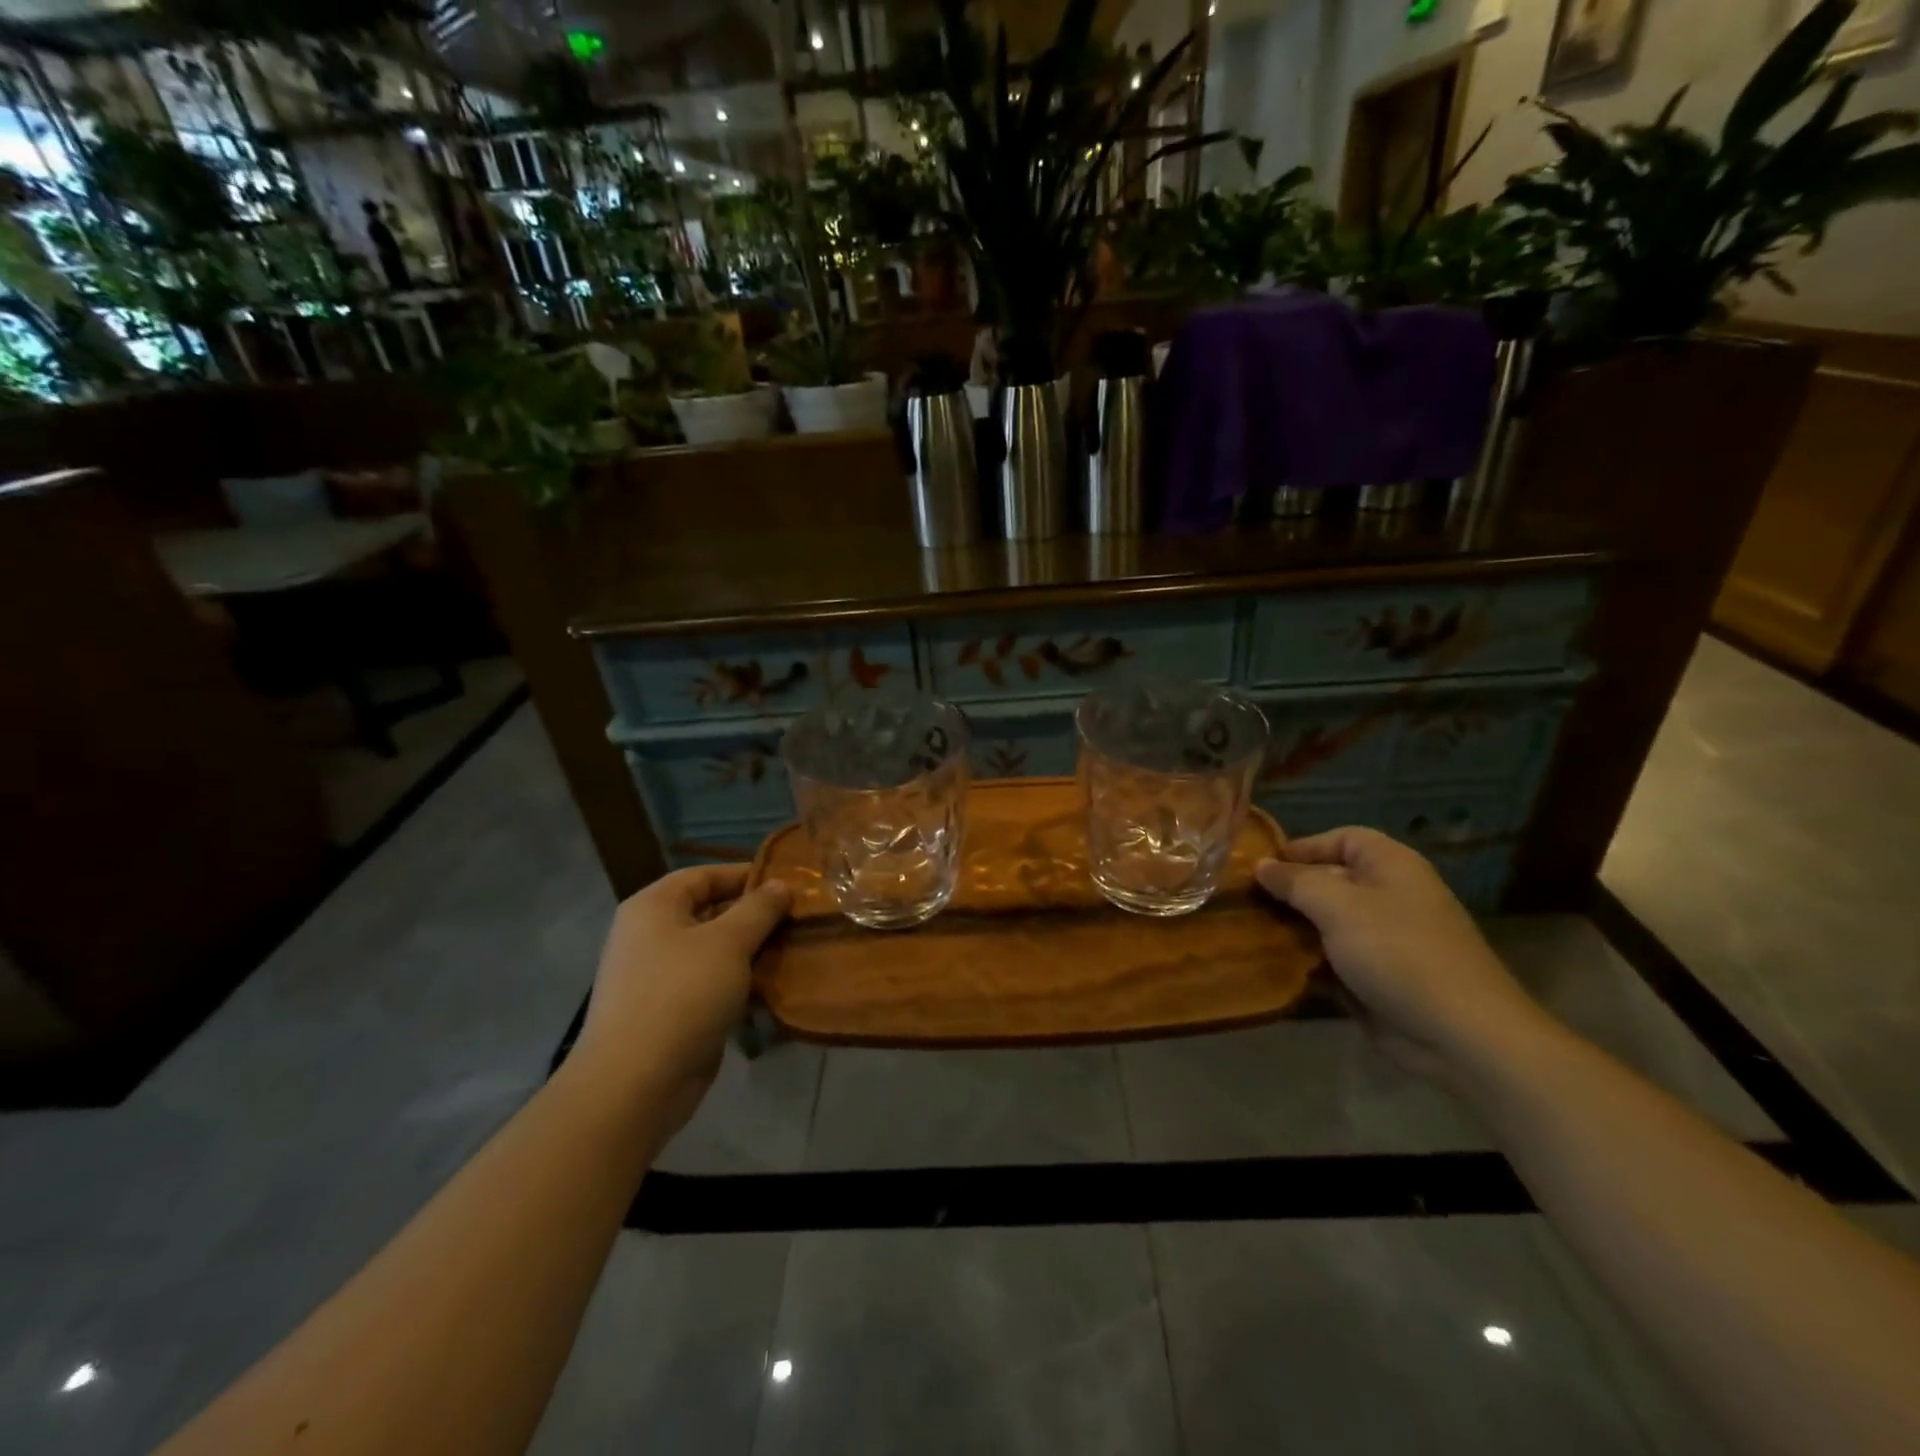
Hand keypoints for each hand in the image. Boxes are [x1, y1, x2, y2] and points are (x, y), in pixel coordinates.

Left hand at [573, 866, 789, 1126]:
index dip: (745, 874)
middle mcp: (650, 935)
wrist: (636, 1083)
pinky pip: (710, 984)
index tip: (788, 882)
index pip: (704, 875)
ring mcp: (657, 976)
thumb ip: (758, 909)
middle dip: (754, 915)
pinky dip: (739, 982)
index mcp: (654, 907)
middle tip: (798, 917)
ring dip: (751, 951)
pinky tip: (773, 986)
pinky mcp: (669, 1012)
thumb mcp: (728, 942)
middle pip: (709, 912)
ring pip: (713, 951)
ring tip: (794, 948)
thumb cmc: (682, 995)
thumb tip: (781, 884)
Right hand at [1256, 828, 1541, 1078]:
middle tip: (1243, 902)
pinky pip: (1331, 960)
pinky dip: (1305, 962)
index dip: (1302, 847)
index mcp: (1391, 867)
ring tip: (1247, 932)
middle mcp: (1388, 897)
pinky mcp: (1375, 979)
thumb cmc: (1398, 952)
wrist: (1460, 1035)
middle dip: (1288, 891)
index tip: (1261, 867)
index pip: (1342, 839)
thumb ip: (1295, 882)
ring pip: (1325, 923)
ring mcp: (1383, 941)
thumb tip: (1261, 865)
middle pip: (1329, 881)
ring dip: (1291, 929)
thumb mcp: (1338, 907)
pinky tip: (1271, 966)